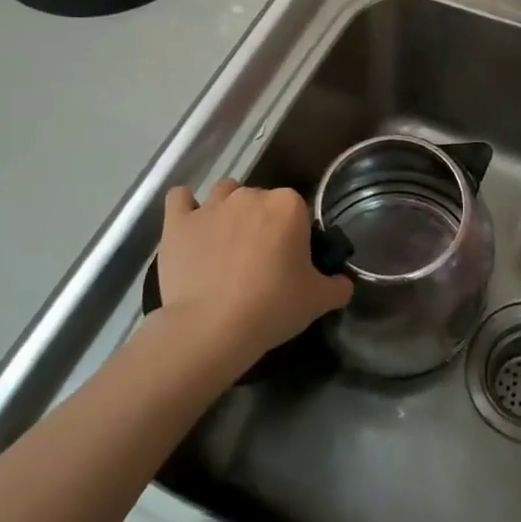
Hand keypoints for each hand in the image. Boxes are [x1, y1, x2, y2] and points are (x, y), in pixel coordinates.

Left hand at [154, 180, 351, 367]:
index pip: (298, 209)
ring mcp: (211, 206)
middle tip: (261, 260)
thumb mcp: (318, 301)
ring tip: (227, 243)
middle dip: (263, 222)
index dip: (296, 234)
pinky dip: (186, 207)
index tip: (292, 260)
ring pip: (225, 193)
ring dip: (229, 210)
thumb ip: (338, 285)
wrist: (211, 328)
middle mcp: (250, 195)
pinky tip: (191, 224)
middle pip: (261, 199)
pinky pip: (179, 198)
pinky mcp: (177, 222)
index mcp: (288, 205)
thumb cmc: (272, 307)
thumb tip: (342, 282)